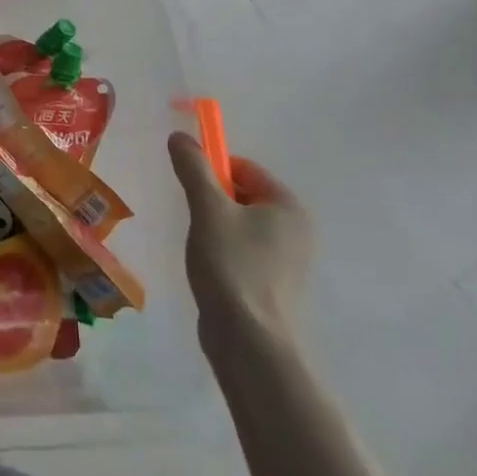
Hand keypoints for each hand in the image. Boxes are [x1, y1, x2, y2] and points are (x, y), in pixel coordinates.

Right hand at [167, 133, 314, 352]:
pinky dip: (223, 251)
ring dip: (215, 227)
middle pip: (243, 195)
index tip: (189, 189)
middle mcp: (296, 228)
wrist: (249, 339)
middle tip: (192, 219)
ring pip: (241, 225)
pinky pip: (244, 251)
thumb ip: (194, 169)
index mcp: (288, 206)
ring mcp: (288, 259)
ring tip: (199, 246)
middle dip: (213, 201)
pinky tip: (208, 268)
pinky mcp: (275, 284)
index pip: (245, 169)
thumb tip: (180, 137)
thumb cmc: (232, 265)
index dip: (213, 171)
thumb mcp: (208, 209)